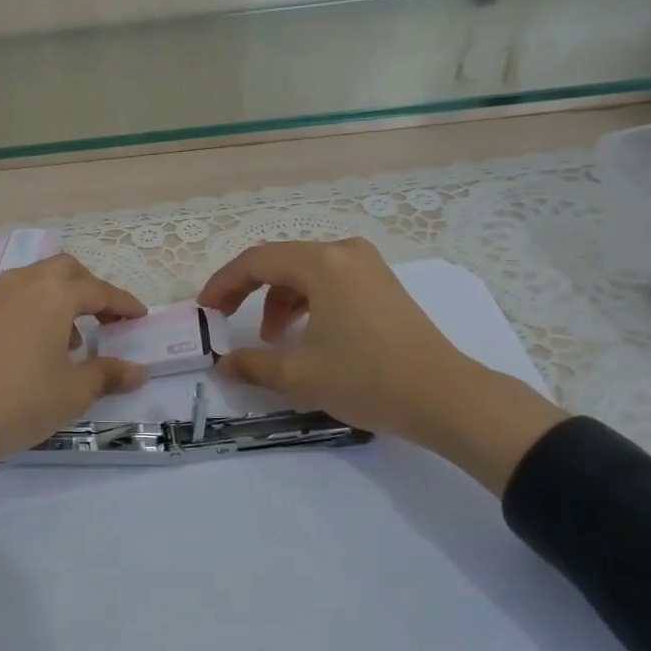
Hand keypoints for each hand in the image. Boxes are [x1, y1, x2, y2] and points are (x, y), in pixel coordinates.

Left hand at [0, 253, 148, 471]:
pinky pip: (12, 297)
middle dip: (90, 289)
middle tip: (106, 318)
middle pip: (65, 270)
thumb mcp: (72, 393)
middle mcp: (22, 283)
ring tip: (69, 339)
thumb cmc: (18, 403)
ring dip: (59, 298)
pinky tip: (31, 346)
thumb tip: (137, 371)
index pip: (99, 290)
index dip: (124, 304)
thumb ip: (108, 375)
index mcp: (53, 295)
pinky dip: (32, 308)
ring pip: (35, 280)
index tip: (140, 317)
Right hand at [197, 239, 562, 493]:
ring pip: (305, 273)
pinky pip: (330, 282)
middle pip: (280, 262)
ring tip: (272, 340)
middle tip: (226, 319)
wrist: (447, 398)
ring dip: (278, 301)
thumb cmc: (367, 379)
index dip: (223, 284)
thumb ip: (252, 364)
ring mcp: (368, 266)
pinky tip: (304, 335)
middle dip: (248, 290)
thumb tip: (223, 364)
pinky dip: (307, 303)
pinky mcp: (383, 285)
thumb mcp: (299, 375)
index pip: (256, 261)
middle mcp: (344, 252)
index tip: (204, 310)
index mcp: (322, 263)